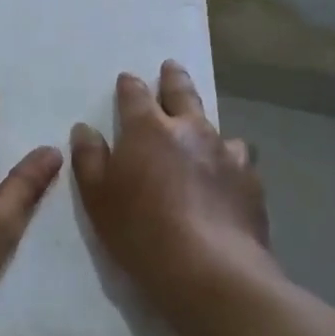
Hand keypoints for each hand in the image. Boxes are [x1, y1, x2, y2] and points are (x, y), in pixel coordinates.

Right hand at [71, 61, 273, 312]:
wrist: (209, 268)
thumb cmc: (140, 230)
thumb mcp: (98, 197)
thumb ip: (89, 159)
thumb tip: (84, 129)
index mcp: (148, 129)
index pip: (135, 95)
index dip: (130, 86)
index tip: (127, 79)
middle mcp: (190, 130)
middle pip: (182, 95)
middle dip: (173, 79)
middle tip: (171, 67)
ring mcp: (225, 153)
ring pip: (216, 126)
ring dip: (206, 124)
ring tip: (204, 130)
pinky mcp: (250, 181)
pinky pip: (239, 159)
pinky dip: (229, 159)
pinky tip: (228, 174)